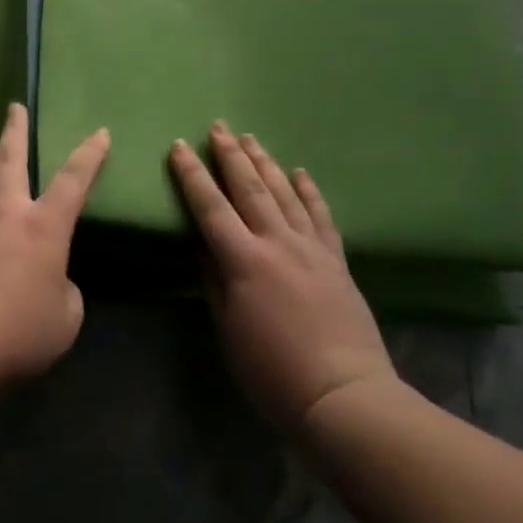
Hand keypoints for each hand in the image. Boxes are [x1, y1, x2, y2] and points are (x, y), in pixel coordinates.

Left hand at [0, 104, 109, 404]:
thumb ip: (65, 295)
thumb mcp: (63, 320)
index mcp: (43, 227)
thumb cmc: (15, 329)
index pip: (73, 181)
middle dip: (15, 130)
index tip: (100, 133)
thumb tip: (52, 285)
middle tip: (14, 107)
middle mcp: (5, 217)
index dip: (90, 156)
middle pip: (9, 161)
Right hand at [168, 123, 394, 427]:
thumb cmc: (273, 371)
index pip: (211, 207)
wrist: (344, 396)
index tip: (179, 147)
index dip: (192, 175)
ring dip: (265, 163)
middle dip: (231, 155)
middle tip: (218, 127)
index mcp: (244, 260)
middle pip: (250, 189)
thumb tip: (200, 245)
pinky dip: (310, 191)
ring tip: (251, 138)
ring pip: (285, 193)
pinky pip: (321, 216)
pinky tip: (301, 172)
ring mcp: (311, 249)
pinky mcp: (336, 261)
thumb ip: (213, 281)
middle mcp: (278, 243)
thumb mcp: (228, 329)